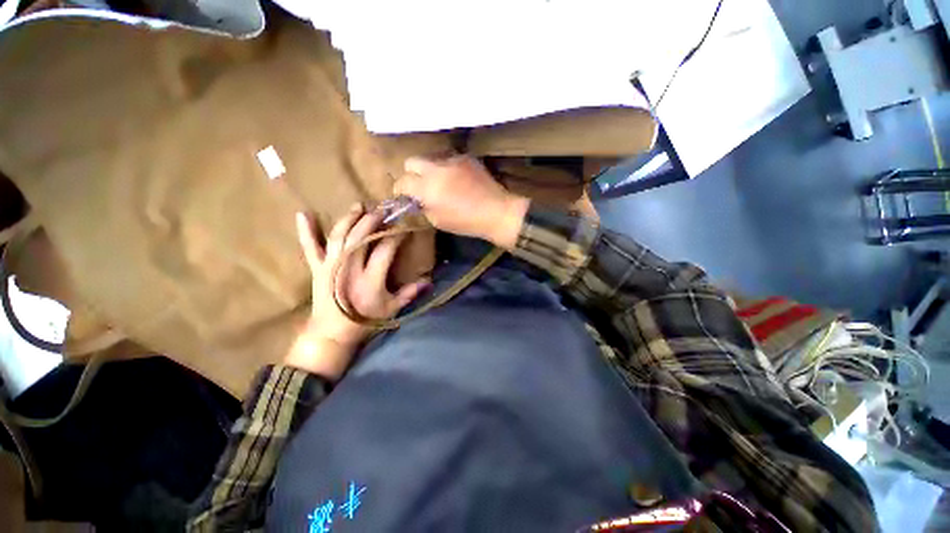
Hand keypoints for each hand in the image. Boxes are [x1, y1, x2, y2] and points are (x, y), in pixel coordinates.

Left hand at [285, 204, 429, 378]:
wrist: (331, 333)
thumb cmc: (364, 320)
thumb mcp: (392, 308)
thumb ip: (409, 293)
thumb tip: (429, 281)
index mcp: (370, 279)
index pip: (385, 249)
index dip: (395, 236)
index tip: (403, 227)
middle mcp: (349, 268)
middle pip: (360, 237)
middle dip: (372, 221)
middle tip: (382, 210)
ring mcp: (330, 266)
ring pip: (339, 236)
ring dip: (349, 219)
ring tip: (359, 206)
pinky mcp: (317, 268)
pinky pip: (310, 247)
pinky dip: (306, 231)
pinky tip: (303, 214)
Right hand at [394, 156, 529, 248]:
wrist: (497, 211)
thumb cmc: (467, 222)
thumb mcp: (438, 221)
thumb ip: (423, 207)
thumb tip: (416, 200)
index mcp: (428, 188)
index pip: (402, 181)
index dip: (400, 190)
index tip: (404, 197)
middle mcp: (437, 169)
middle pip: (411, 161)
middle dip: (411, 174)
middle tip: (419, 187)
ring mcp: (452, 160)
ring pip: (431, 160)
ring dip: (430, 171)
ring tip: (443, 185)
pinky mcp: (466, 158)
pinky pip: (448, 160)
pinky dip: (447, 170)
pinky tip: (458, 181)